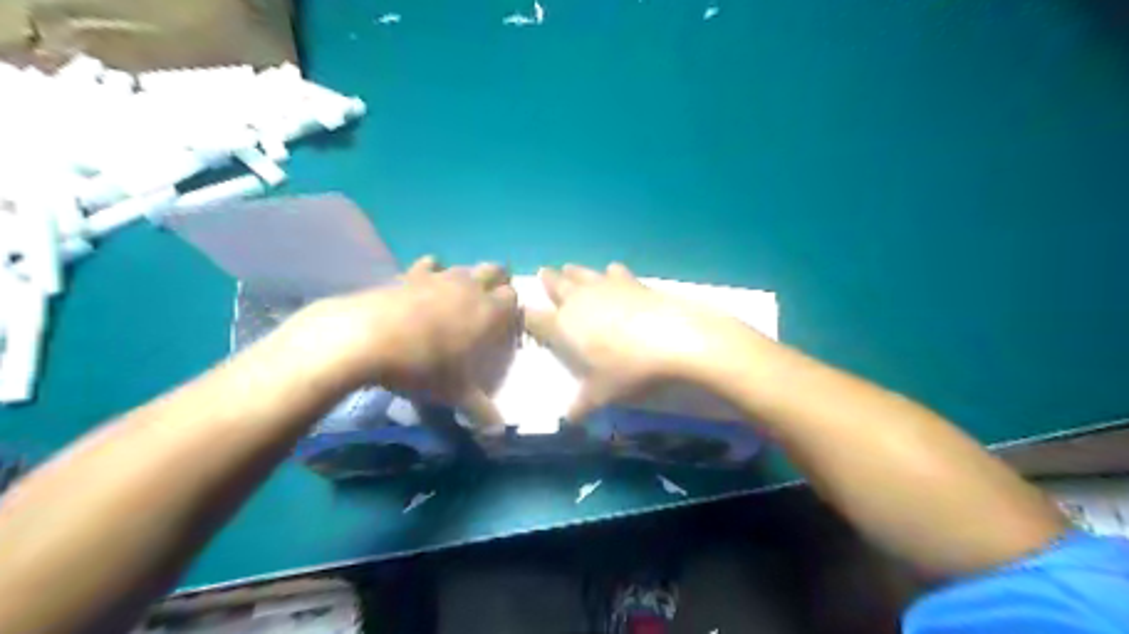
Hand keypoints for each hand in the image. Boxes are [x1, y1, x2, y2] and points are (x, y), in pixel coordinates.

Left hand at [293, 255, 515, 432]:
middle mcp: (470, 287)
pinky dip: (433, 272)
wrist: (366, 339)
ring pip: (464, 267)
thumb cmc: (423, 367)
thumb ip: (481, 411)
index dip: (512, 307)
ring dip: (467, 278)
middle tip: (488, 305)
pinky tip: (424, 288)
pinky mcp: (410, 273)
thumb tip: (498, 432)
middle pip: (495, 270)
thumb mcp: (455, 394)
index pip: (513, 297)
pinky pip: (429, 264)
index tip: (505, 323)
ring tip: (457, 300)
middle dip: (498, 282)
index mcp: (489, 311)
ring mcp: (440, 276)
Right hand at [525, 265, 746, 422]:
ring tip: (567, 268)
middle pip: (556, 286)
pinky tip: (612, 271)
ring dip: (573, 272)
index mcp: (564, 326)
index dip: (528, 317)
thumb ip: (582, 405)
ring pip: (581, 274)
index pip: (536, 319)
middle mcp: (579, 301)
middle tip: (542, 273)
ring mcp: (605, 287)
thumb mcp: (602, 394)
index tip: (524, 314)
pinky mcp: (630, 281)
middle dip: (548, 281)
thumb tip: (569, 420)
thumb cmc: (628, 369)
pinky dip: (609, 272)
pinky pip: (613, 272)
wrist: (672, 338)